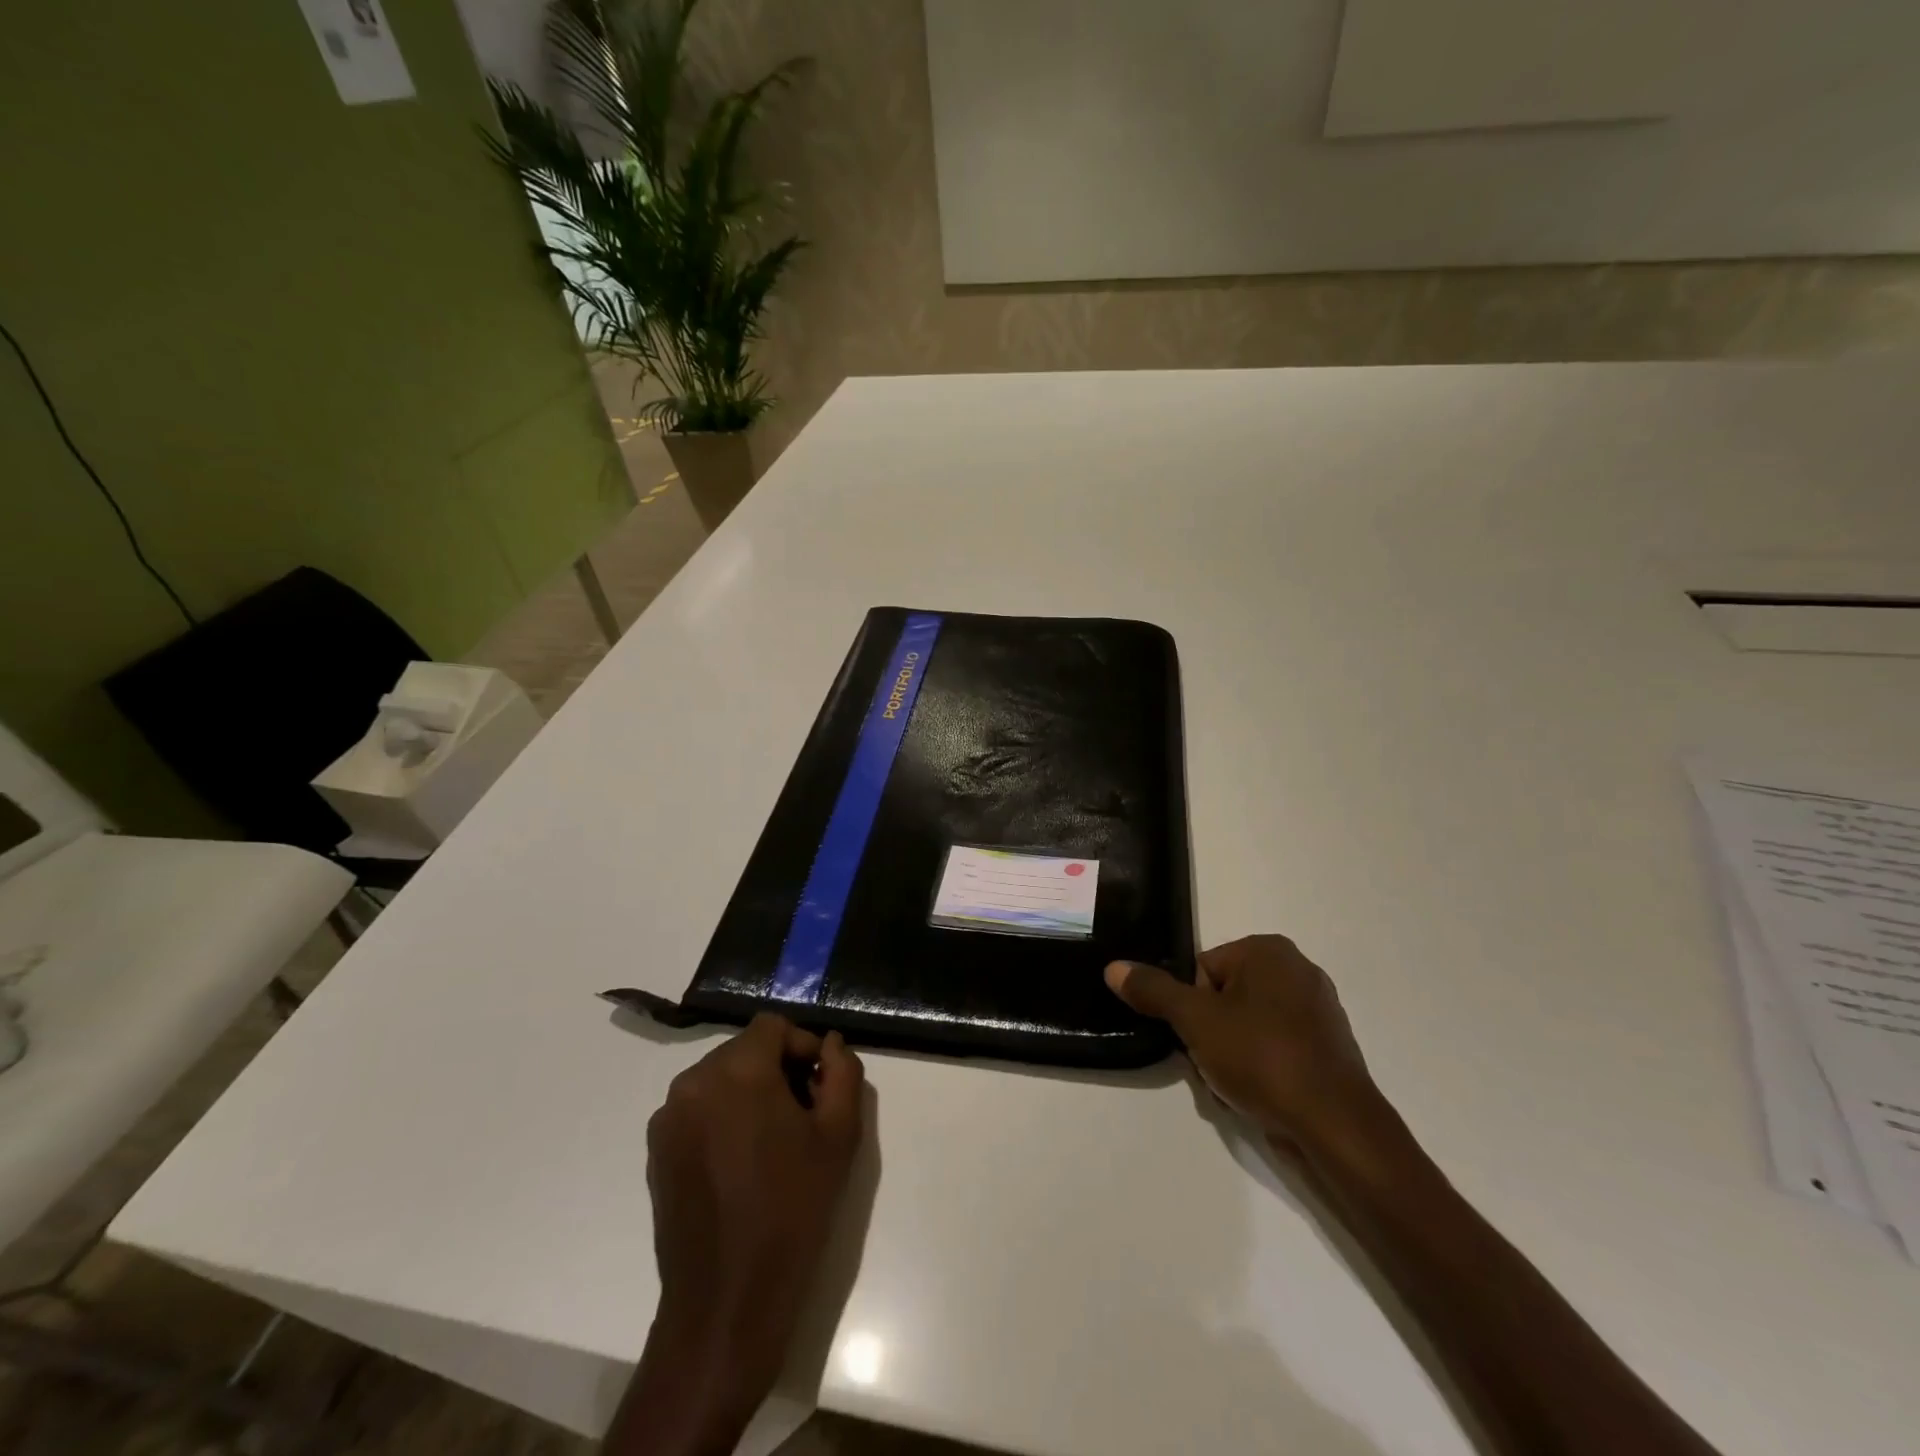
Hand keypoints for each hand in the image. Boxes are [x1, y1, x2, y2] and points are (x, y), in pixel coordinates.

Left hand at [640, 1014, 864, 1424]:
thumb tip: (830, 1045)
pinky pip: (698, 1109)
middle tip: (805, 1113)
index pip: (773, 1026)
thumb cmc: (793, 1208)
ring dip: (750, 1092)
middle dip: (778, 1069)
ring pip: (721, 1078)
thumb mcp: (839, 1135)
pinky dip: (723, 1117)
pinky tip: (742, 1163)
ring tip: (775, 1141)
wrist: (727, 1298)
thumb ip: (843, 1073)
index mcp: (738, 1070)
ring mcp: (668, 1116)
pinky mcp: (656, 1149)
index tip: (821, 1084)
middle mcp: (694, 1081)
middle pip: (745, 1050)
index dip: (803, 1046)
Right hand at [1106, 935, 1384, 1158]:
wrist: (1336, 1127)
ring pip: (1246, 1027)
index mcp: (1269, 951)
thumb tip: (1114, 967)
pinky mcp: (1327, 1048)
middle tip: (1210, 1063)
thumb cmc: (1262, 1058)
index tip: (1194, 1037)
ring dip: (1230, 1055)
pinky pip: (1274, 1049)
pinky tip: (1258, 1096)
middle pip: (1223, 998)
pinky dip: (1259, 1069)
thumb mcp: (1195, 1021)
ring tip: (1234, 1085)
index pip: (1202, 970)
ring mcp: (1318, 1011)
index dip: (1190, 1006)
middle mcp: (1298, 970)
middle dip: (1209, 1033)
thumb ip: (1153, 991)